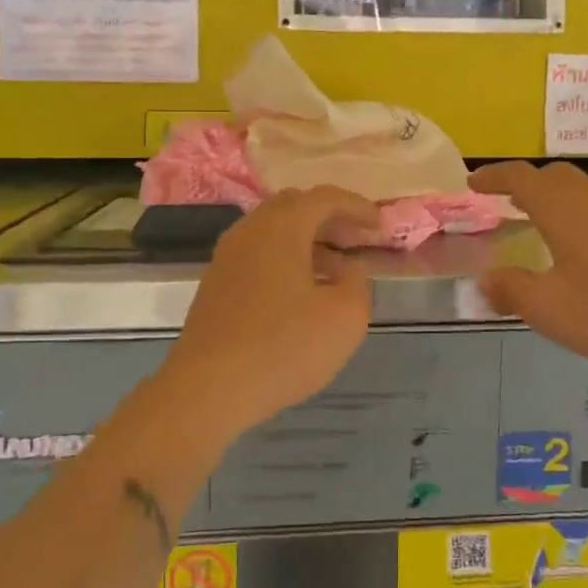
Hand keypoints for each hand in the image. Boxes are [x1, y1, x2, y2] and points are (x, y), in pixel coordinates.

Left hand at [159, 186, 380, 441]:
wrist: (207, 390)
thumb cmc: (283, 348)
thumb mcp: (345, 318)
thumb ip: (357, 283)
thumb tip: (349, 268)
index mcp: (281, 227)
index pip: (324, 197)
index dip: (357, 206)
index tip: (380, 225)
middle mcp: (250, 231)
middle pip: (294, 206)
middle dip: (329, 218)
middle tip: (356, 240)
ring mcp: (227, 257)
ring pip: (273, 231)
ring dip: (307, 241)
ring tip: (335, 272)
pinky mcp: (215, 285)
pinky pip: (257, 254)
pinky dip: (285, 259)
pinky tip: (301, 293)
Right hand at [470, 162, 587, 370]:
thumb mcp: (551, 308)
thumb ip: (513, 292)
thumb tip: (483, 281)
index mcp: (562, 208)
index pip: (519, 177)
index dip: (493, 177)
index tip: (471, 183)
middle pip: (552, 175)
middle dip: (524, 182)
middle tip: (503, 201)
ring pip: (579, 190)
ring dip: (552, 198)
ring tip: (535, 224)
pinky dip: (575, 215)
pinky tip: (578, 249)